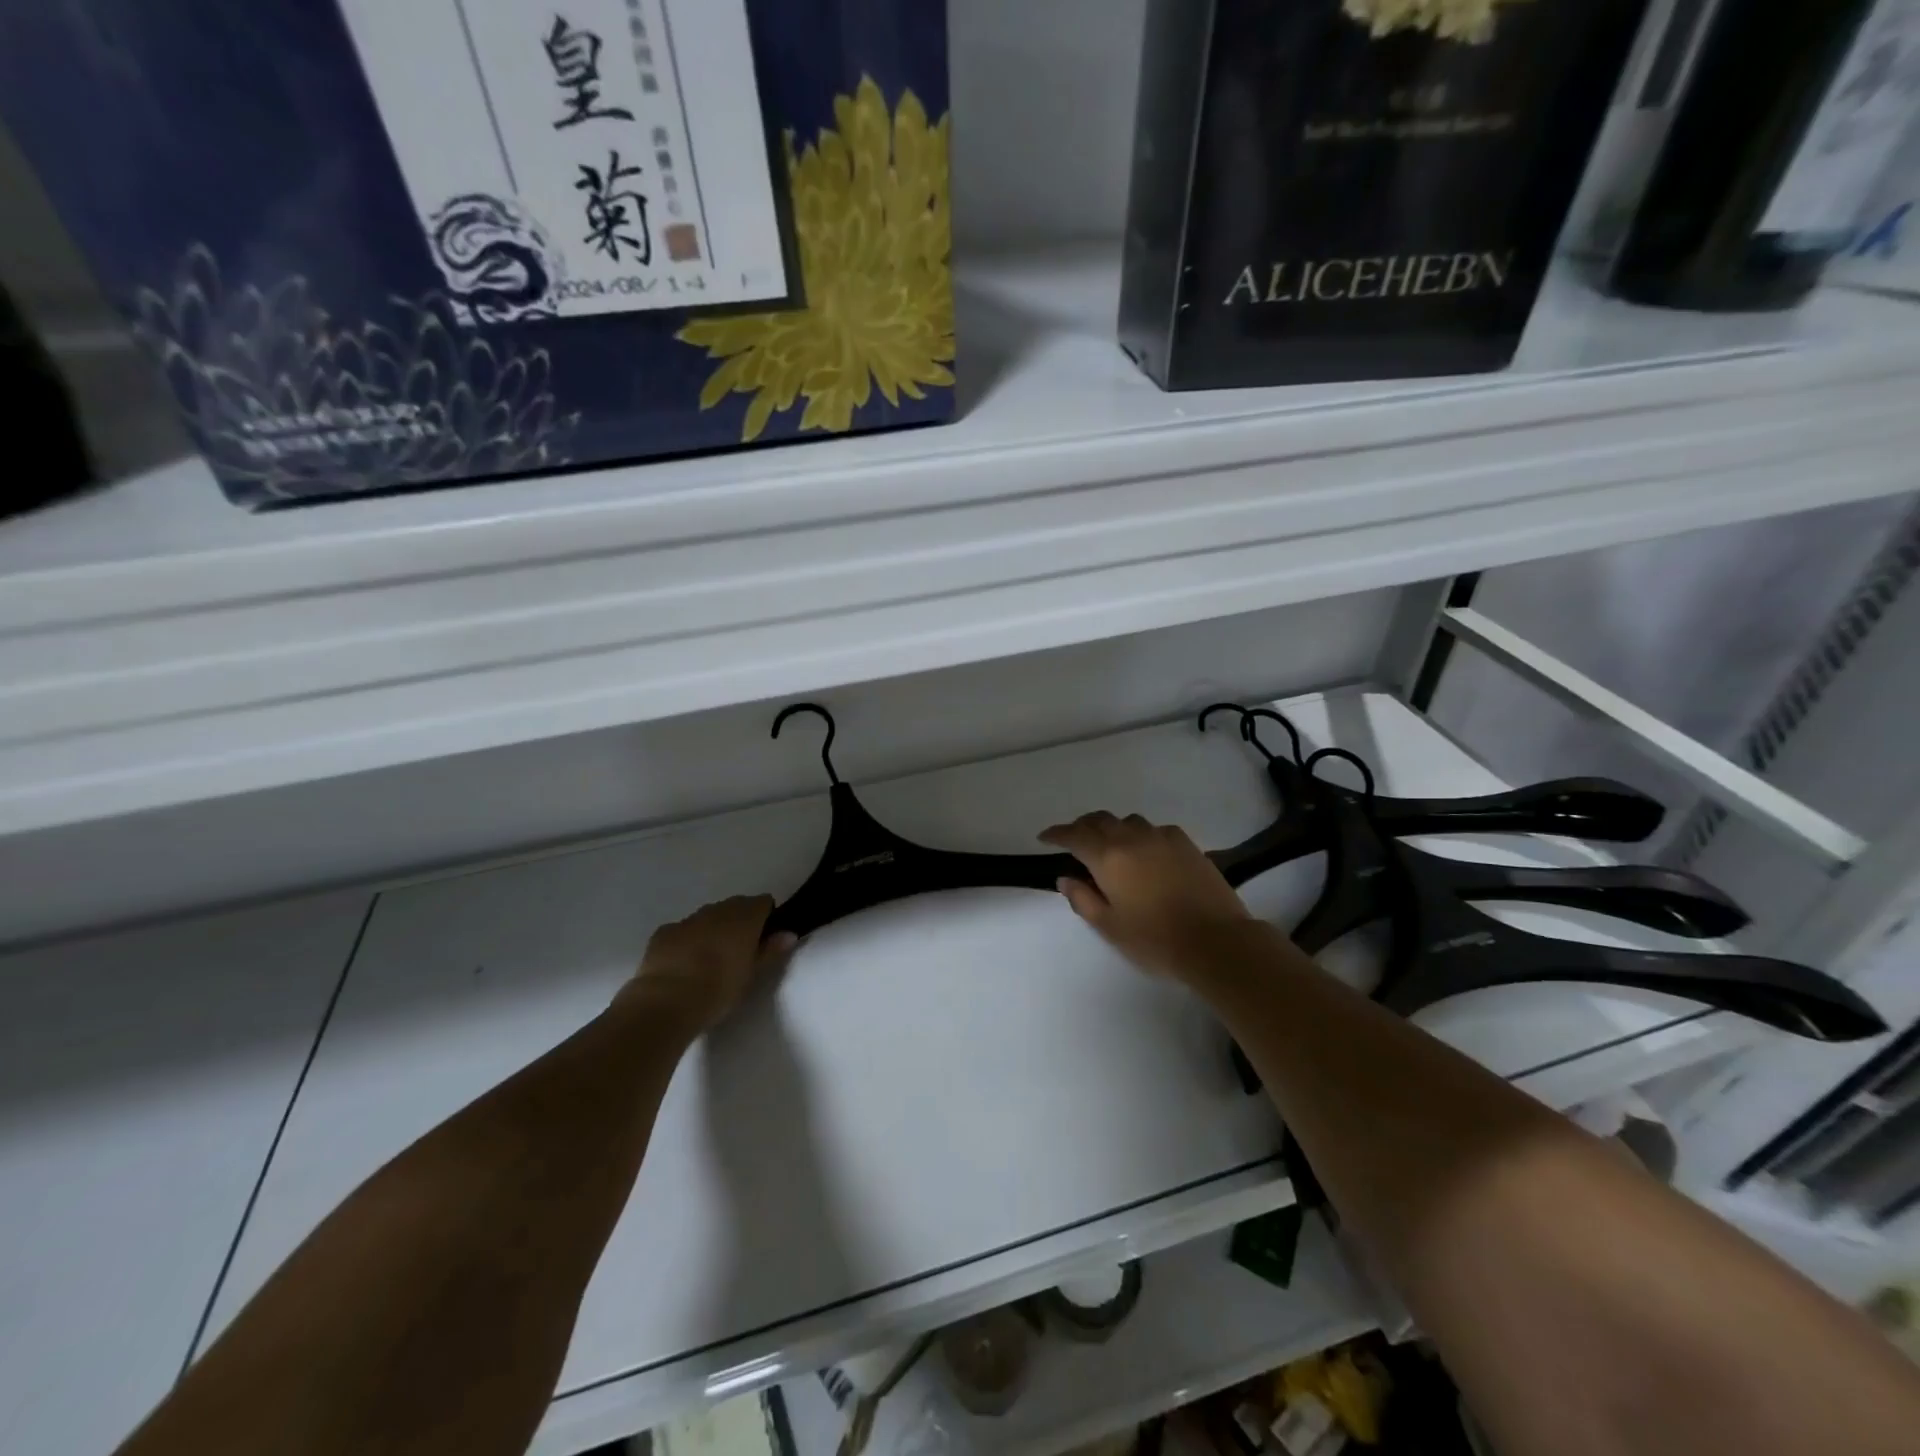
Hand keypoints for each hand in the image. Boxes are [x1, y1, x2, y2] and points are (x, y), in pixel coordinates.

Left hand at [617, 895, 797, 1034]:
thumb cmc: (718, 989)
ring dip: (713, 929)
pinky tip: (683, 963)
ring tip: (710, 959)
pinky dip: (687, 939)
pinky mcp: (663, 932)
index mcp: (744, 917)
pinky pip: (682, 929)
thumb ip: (770, 951)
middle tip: (739, 951)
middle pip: (735, 906)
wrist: (666, 1002)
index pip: (763, 902)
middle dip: (739, 921)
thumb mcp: (751, 974)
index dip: (766, 917)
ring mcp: (688, 919)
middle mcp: (717, 910)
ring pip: (708, 916)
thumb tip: (789, 934)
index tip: (765, 938)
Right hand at [1039, 812, 1254, 979]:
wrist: (1216, 941)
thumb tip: (1066, 878)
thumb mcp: (1110, 926)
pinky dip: (1141, 836)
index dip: (1057, 834)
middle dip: (1082, 827)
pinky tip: (1146, 853)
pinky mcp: (1186, 843)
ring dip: (1113, 829)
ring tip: (1111, 846)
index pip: (1074, 836)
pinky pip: (1154, 830)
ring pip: (1128, 822)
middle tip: (1074, 841)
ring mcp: (1162, 837)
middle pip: (1100, 820)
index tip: (1045, 837)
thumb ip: (1083, 899)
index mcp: (1108, 857)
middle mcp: (1132, 838)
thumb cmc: (1156, 940)